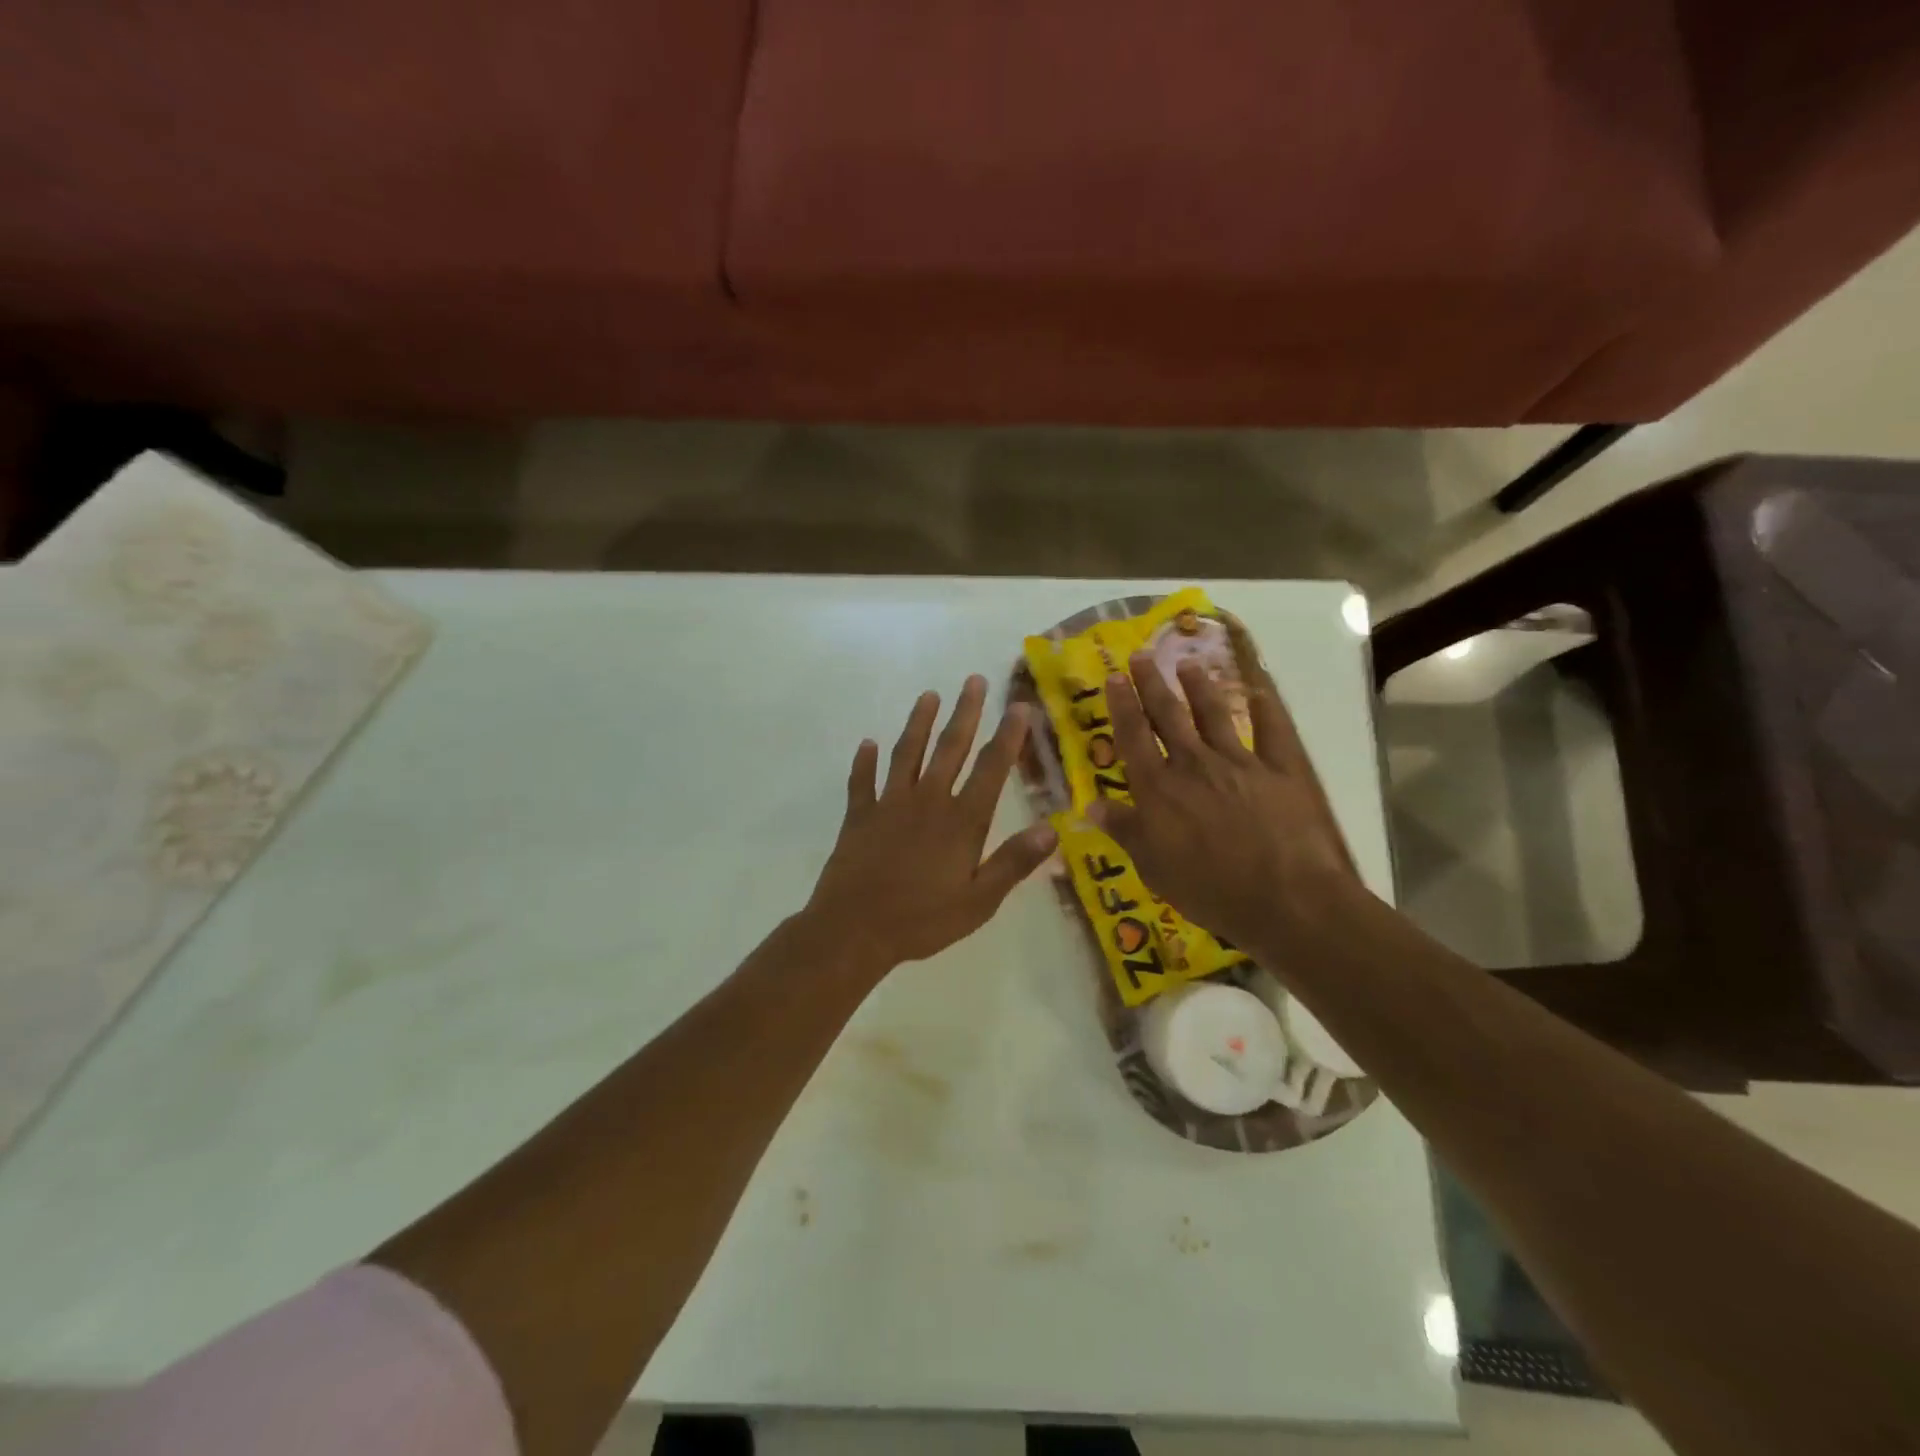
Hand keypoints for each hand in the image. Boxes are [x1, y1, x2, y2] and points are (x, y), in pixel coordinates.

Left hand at [804, 674, 1058, 974]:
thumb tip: (1052, 830)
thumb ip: (1013, 863)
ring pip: (906, 753)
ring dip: (919, 723)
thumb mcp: (979, 902)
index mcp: (961, 821)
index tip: (1019, 706)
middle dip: (965, 712)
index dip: (1008, 736)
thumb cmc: (922, 920)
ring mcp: (889, 805)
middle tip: (973, 680)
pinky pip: (862, 781)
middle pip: (950, 748)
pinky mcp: (859, 816)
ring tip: (929, 695)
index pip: (991, 769)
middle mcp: (927, 801)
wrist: (854, 929)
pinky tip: (866, 743)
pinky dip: (864, 761)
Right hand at [1085, 618, 1364, 957]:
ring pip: (1214, 715)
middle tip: (1141, 656)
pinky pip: (1273, 729)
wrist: (1285, 899)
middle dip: (1152, 684)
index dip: (1121, 705)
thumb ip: (1124, 830)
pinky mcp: (1281, 769)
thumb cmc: (1210, 889)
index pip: (1133, 737)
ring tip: (1188, 664)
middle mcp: (1194, 764)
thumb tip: (1090, 804)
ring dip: (1199, 688)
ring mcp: (1240, 762)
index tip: (1113, 677)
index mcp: (1159, 788)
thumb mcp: (1153, 867)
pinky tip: (1260, 690)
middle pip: (1169, 716)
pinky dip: (1267, 707)